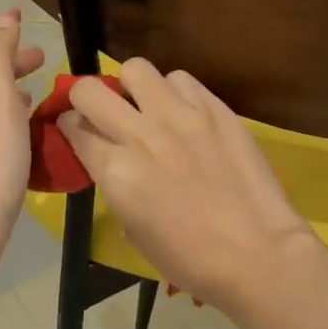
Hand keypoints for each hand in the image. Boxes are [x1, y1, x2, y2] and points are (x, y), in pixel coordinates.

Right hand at [58, 59, 316, 312]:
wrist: (257, 253)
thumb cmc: (190, 259)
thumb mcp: (133, 229)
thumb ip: (115, 183)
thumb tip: (111, 160)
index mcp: (116, 171)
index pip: (74, 128)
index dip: (70, 128)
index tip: (77, 130)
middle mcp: (141, 134)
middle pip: (90, 90)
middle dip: (85, 97)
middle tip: (101, 111)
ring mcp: (180, 115)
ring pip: (136, 70)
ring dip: (133, 87)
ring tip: (148, 106)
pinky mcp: (214, 108)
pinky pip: (181, 80)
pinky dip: (174, 91)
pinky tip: (184, 112)